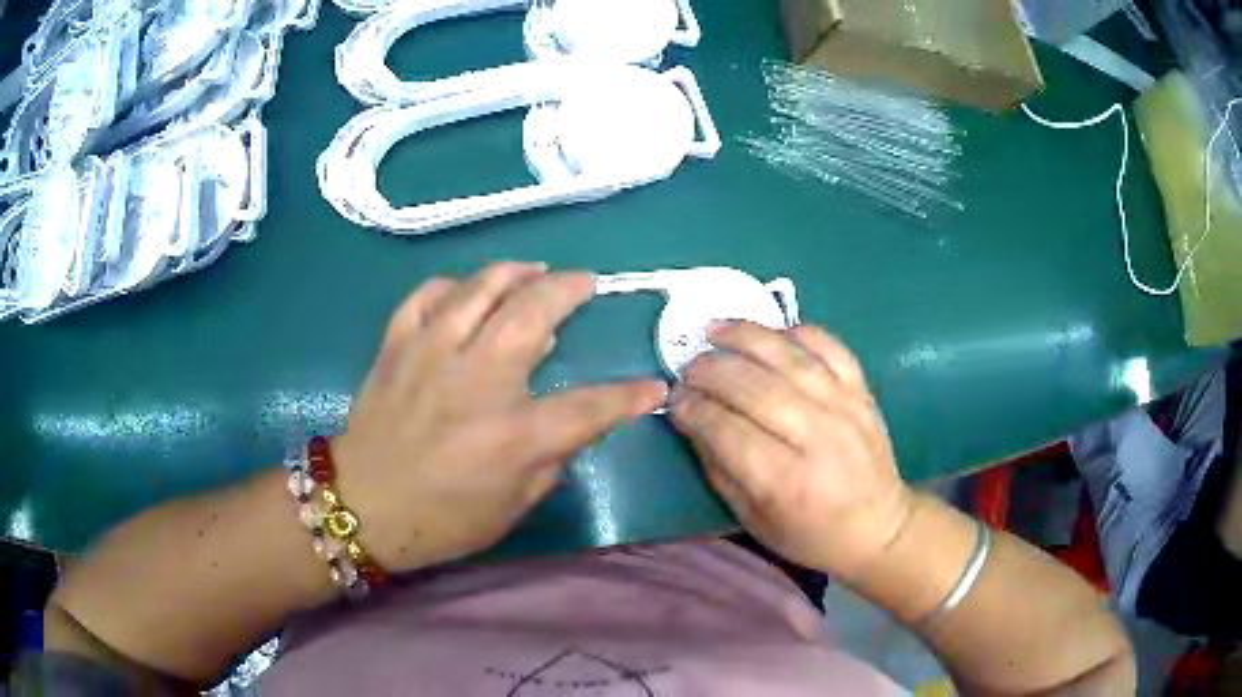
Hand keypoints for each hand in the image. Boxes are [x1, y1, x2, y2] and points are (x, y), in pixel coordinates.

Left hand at [332, 263, 666, 571]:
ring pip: (481, 285)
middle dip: (570, 289)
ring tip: (534, 272)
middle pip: (534, 311)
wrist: (361, 505)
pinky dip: (454, 285)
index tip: (652, 386)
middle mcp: (476, 380)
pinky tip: (467, 292)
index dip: (628, 396)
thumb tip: (571, 419)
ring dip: (516, 272)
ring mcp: (431, 352)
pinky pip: (429, 294)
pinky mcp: (397, 344)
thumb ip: (550, 458)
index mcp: (512, 435)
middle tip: (584, 283)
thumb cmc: (441, 518)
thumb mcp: (512, 507)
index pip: (590, 406)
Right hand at [669, 321, 913, 580]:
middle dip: (712, 371)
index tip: (673, 398)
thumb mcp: (753, 520)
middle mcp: (818, 438)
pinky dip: (798, 333)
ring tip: (716, 330)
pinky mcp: (862, 391)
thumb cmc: (810, 534)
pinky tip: (772, 332)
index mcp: (787, 482)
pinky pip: (830, 347)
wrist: (878, 526)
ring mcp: (845, 408)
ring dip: (747, 337)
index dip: (694, 409)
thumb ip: (719, 469)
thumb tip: (691, 420)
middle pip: (756, 389)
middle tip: (688, 367)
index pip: (729, 432)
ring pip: (790, 359)